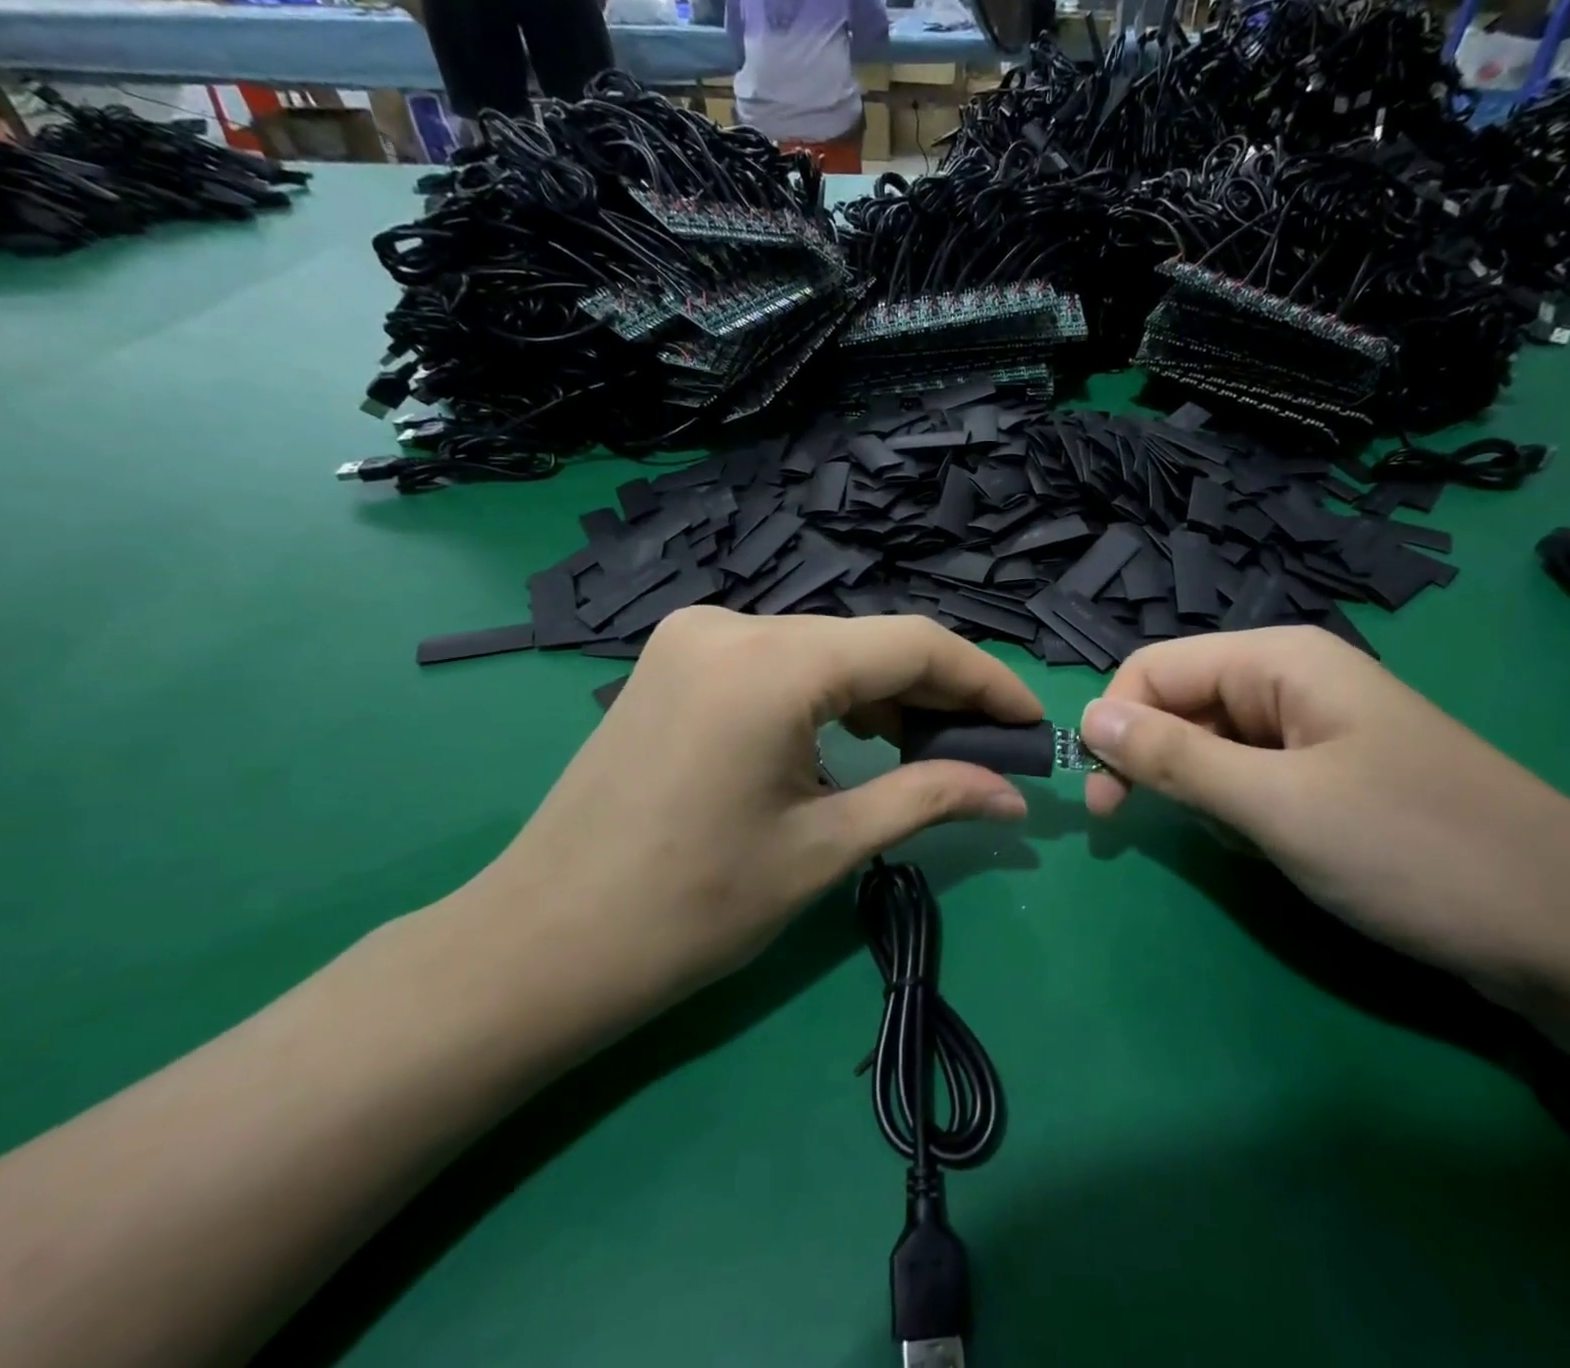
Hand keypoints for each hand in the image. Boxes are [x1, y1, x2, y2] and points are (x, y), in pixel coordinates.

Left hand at [466, 609, 1039, 1024]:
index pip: (913, 645)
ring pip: (826, 650)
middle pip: (869, 643)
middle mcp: (732, 623)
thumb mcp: (825, 848)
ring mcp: (697, 636)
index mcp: (772, 662)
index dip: (984, 681)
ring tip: (928, 754)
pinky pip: (781, 662)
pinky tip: (855, 740)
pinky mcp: (678, 659)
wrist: (541, 946)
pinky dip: (831, 696)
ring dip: (884, 695)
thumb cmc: (690, 909)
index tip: (1028, 724)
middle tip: (986, 752)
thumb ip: (929, 799)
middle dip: (936, 695)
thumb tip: (1014, 797)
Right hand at [1079, 627, 1569, 987]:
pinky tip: (1271, 848)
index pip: (1154, 669)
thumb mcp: (1276, 805)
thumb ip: (1173, 758)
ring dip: (1201, 792)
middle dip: (1155, 761)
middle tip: (1134, 827)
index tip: (1102, 799)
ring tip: (1239, 840)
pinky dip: (1240, 812)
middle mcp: (1294, 680)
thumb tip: (1085, 720)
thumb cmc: (1416, 851)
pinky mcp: (1335, 777)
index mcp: (1280, 659)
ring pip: (1213, 745)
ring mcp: (1318, 730)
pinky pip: (1252, 778)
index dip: (1115, 724)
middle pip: (1182, 703)